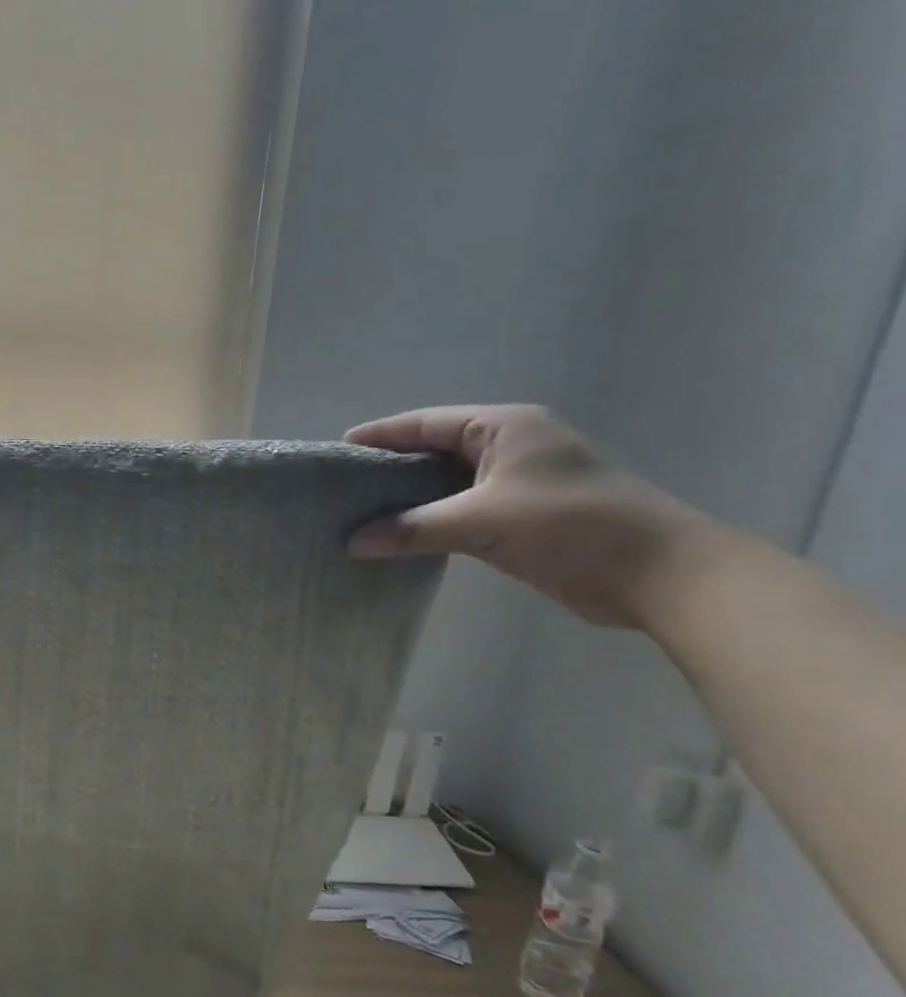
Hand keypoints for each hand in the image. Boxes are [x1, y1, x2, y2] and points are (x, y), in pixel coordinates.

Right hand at [344, 404, 723, 628]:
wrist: (658, 573)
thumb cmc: (570, 526)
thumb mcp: (481, 522)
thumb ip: (412, 529)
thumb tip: (352, 542)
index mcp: (503, 428)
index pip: (426, 423)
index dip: (381, 434)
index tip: (338, 449)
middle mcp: (508, 447)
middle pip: (433, 450)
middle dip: (389, 467)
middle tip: (342, 486)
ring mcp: (515, 483)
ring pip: (445, 484)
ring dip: (407, 499)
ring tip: (360, 513)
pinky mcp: (520, 516)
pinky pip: (459, 511)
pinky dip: (428, 521)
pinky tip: (398, 537)